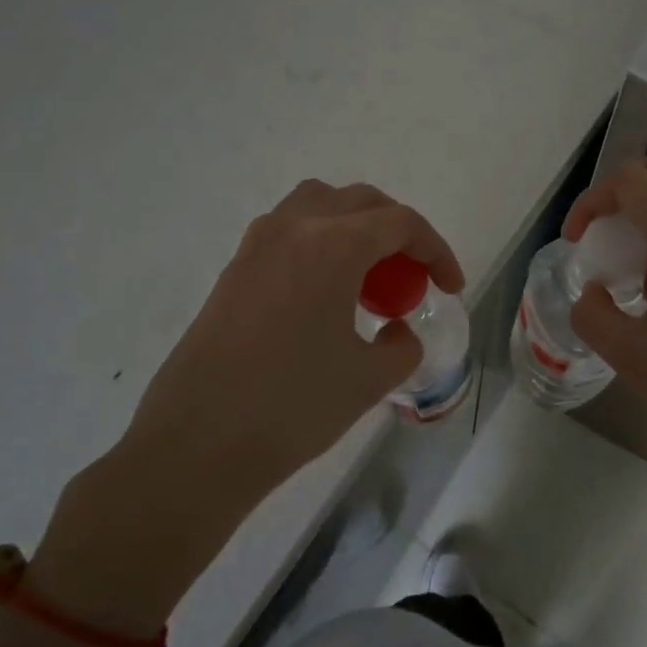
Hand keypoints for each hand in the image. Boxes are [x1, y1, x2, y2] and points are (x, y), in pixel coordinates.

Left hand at [33, 181, 461, 628]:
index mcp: (333, 246)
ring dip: (354, 225)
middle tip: (414, 275)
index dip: (436, 250)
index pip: (401, 223)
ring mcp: (256, 246)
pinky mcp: (234, 270)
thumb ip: (401, 346)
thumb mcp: (368, 379)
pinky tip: (325, 292)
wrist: (196, 445)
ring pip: (318, 204)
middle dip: (399, 231)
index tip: (451, 287)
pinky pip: (288, 231)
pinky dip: (320, 242)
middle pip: (362, 201)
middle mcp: (294, 229)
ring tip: (368, 272)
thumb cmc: (292, 407)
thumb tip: (399, 331)